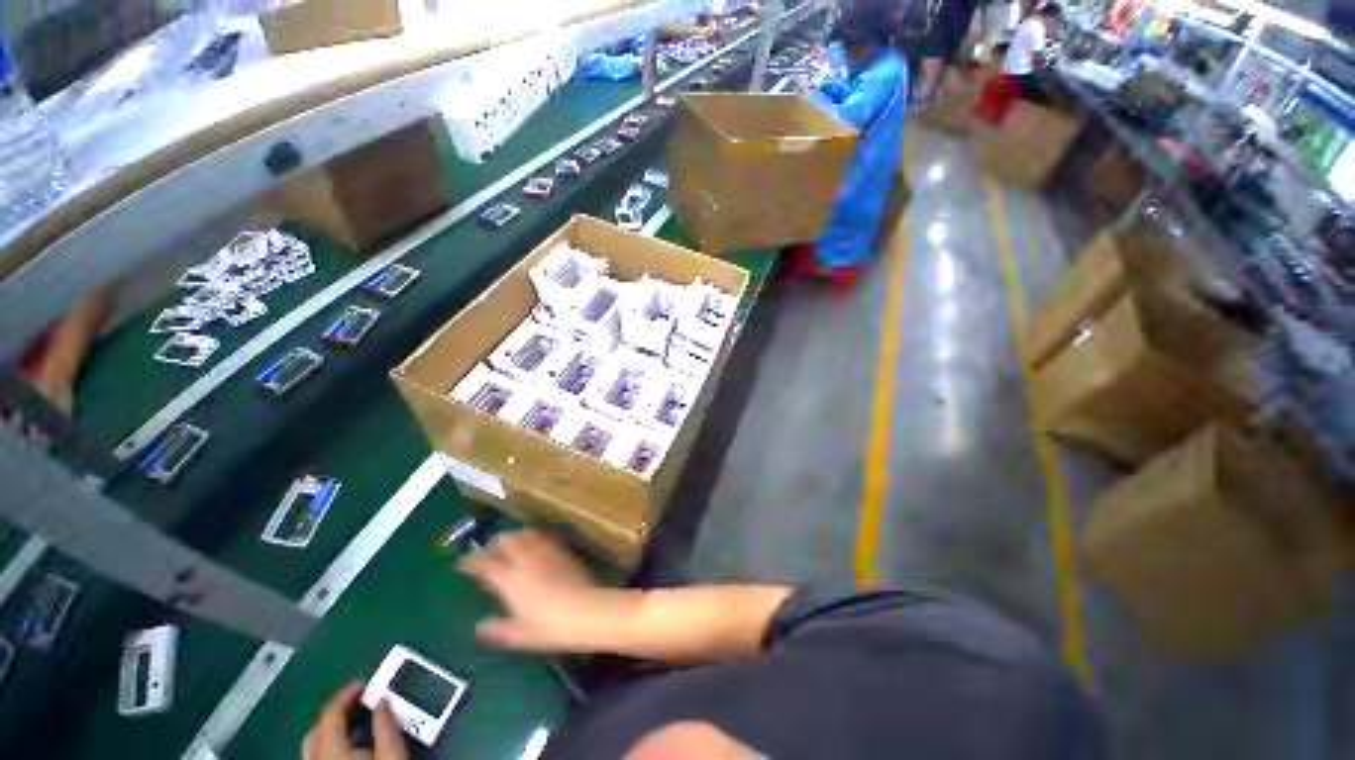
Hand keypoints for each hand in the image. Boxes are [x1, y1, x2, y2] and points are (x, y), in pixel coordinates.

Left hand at [302, 683, 407, 759]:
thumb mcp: (392, 754)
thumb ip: (386, 726)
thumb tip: (383, 699)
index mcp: (329, 750)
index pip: (329, 714)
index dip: (345, 694)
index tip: (364, 682)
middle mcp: (315, 758)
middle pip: (317, 728)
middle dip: (337, 709)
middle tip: (360, 698)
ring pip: (315, 743)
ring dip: (333, 727)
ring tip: (357, 718)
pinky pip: (318, 753)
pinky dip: (331, 742)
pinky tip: (350, 743)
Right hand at [458, 529, 617, 651]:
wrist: (586, 610)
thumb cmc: (549, 627)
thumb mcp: (518, 635)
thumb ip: (496, 629)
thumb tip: (480, 626)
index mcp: (509, 578)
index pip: (485, 563)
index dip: (471, 562)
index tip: (462, 564)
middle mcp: (525, 558)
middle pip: (506, 539)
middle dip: (495, 545)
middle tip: (490, 556)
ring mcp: (546, 551)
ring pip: (526, 533)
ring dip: (515, 538)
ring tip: (512, 549)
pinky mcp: (562, 549)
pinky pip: (544, 537)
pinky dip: (534, 539)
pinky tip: (535, 550)